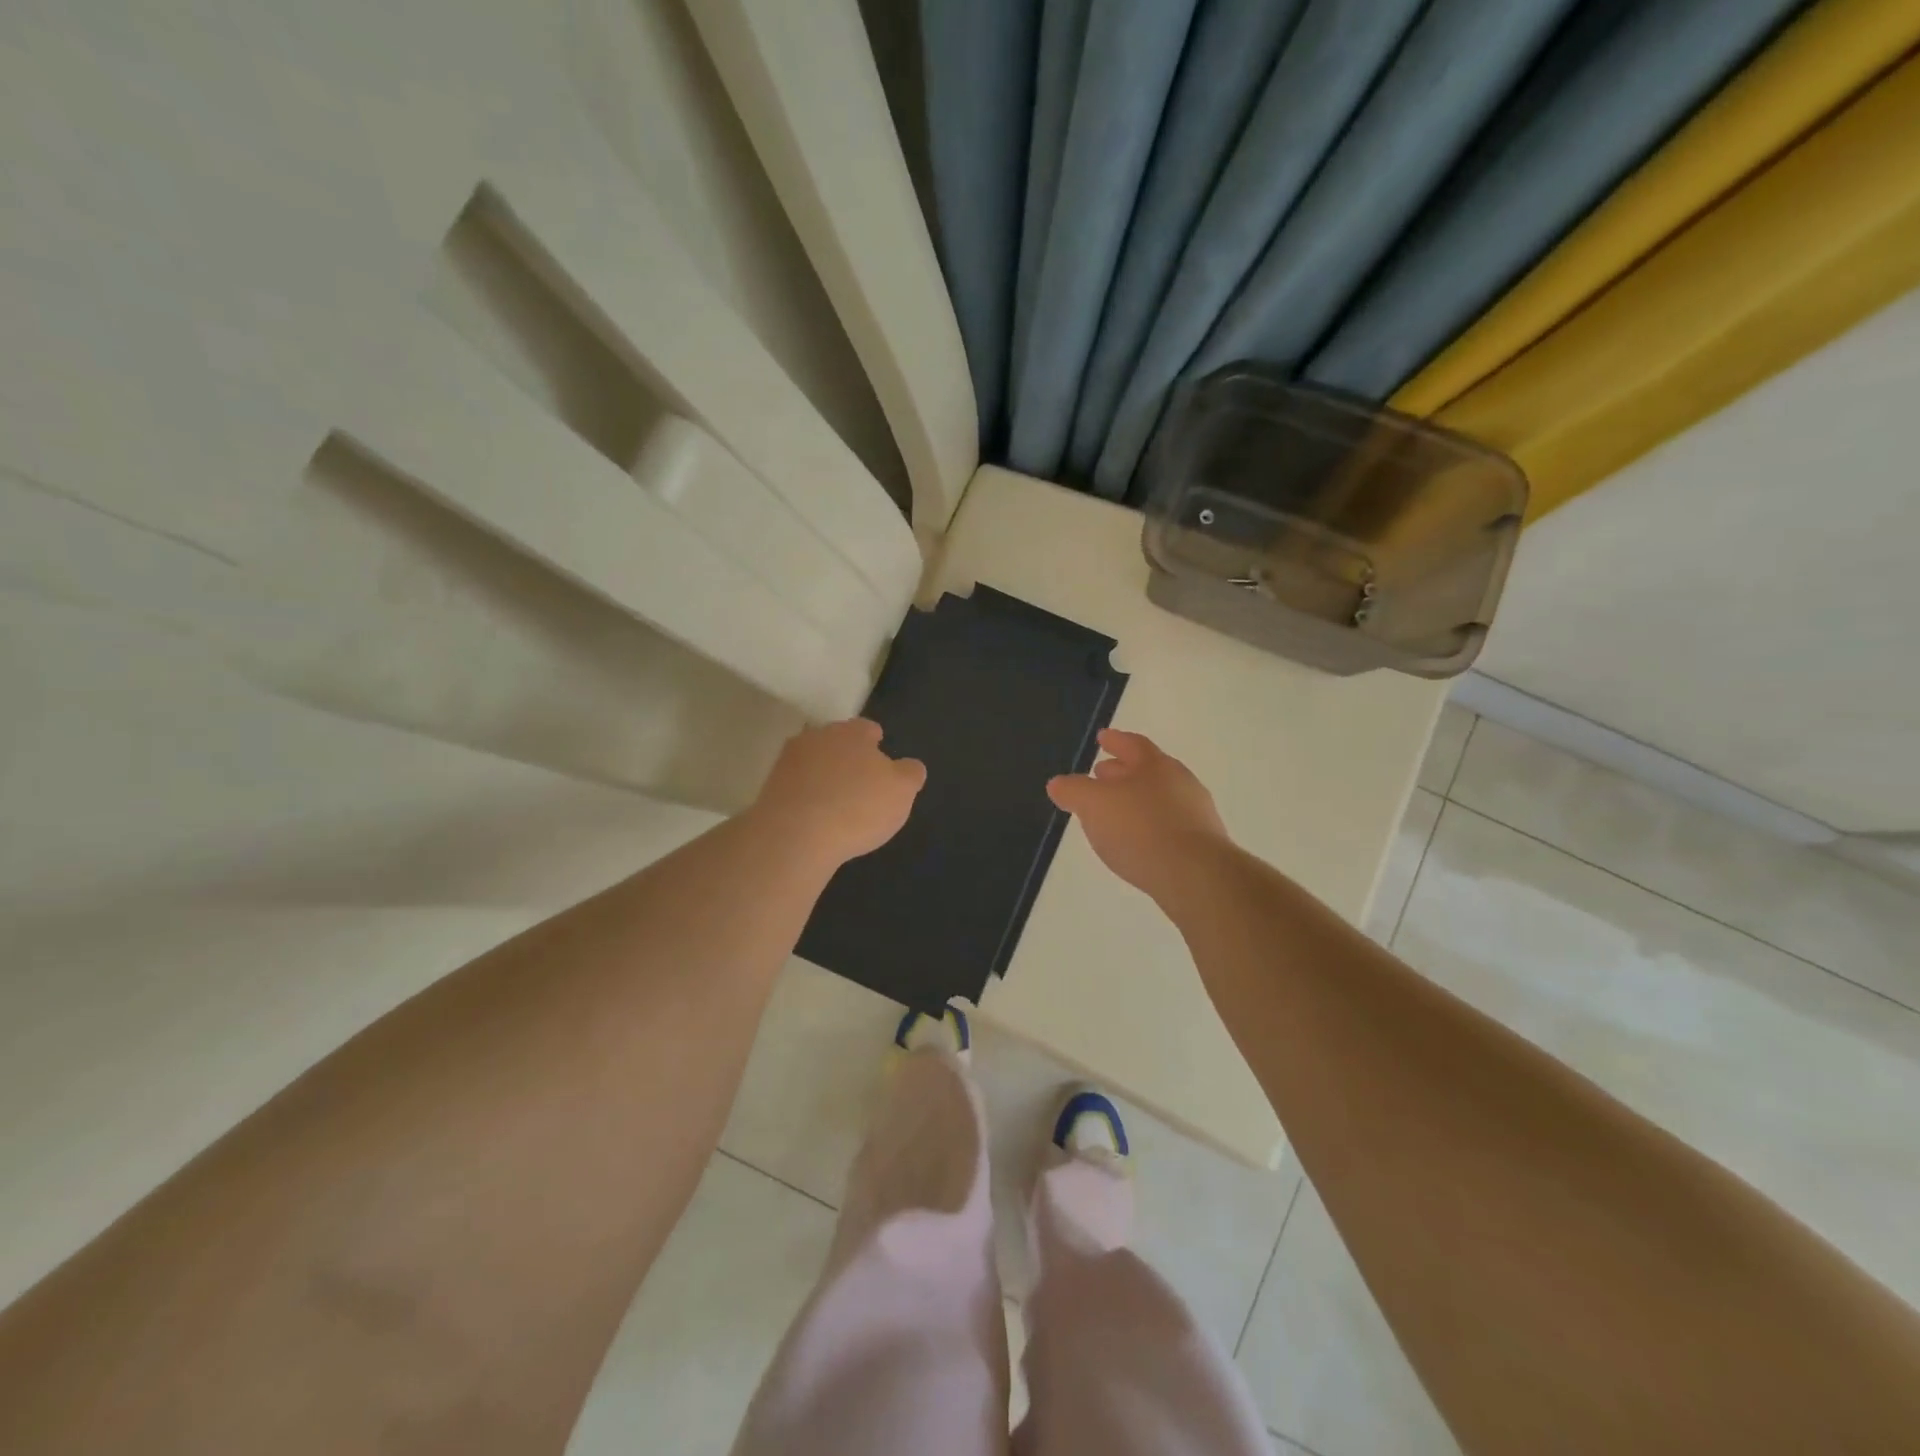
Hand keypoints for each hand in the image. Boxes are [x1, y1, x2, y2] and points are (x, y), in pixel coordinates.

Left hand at [751, 718, 925, 868]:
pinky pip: (795, 786)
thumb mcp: (902, 792)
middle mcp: (818, 736)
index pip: (867, 729)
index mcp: (853, 732)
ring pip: (813, 762)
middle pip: (837, 742)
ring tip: (835, 802)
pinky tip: (813, 816)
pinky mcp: (769, 786)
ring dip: (823, 775)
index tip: (880, 761)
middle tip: (859, 784)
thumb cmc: (858, 807)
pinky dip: (805, 795)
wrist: (795, 834)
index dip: (876, 744)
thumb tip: (909, 766)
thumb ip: (910, 774)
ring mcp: (788, 760)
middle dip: (847, 757)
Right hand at [1047, 729, 1229, 902]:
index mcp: (1156, 765)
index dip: (1115, 740)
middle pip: (1148, 771)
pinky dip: (1149, 827)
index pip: (1133, 744)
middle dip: (1122, 771)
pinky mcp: (1202, 846)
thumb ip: (1073, 791)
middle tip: (1101, 775)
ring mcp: (1195, 814)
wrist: (1195, 876)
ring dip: (1135, 801)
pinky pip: (1168, 826)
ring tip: (1114, 813)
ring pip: (1159, 799)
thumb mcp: (1094, 805)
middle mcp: (1181, 783)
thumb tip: (1058, 783)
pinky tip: (1136, 842)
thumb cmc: (1140, 829)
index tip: (1102, 738)